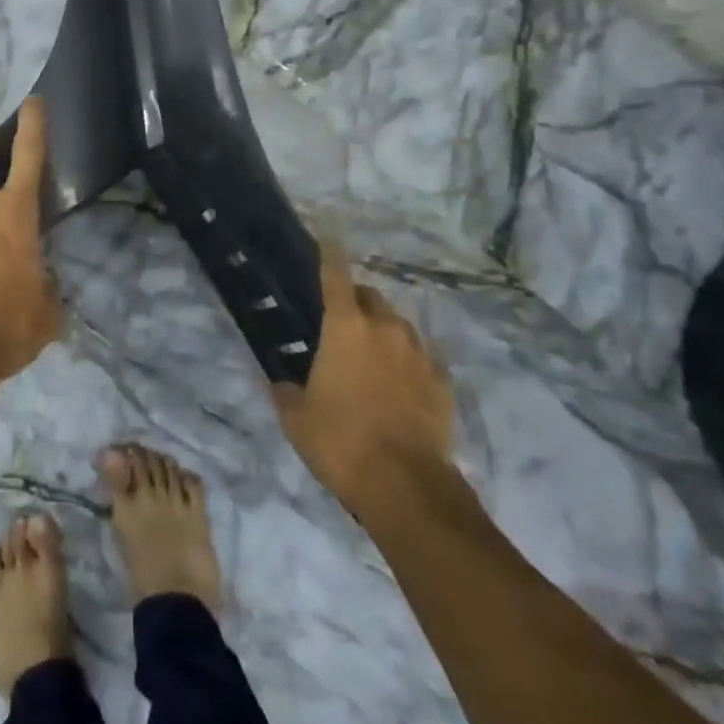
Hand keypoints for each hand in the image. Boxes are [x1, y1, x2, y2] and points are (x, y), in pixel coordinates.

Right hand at [272, 241, 454, 510]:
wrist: (407, 487)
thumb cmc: (341, 442)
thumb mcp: (297, 419)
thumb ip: (286, 391)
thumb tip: (280, 382)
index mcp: (345, 328)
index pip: (336, 275)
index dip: (329, 253)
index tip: (326, 237)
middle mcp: (386, 329)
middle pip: (371, 298)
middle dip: (355, 302)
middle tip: (340, 324)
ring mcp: (420, 354)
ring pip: (399, 326)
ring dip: (382, 331)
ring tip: (369, 357)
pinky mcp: (443, 382)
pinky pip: (421, 358)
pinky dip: (406, 362)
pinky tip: (398, 385)